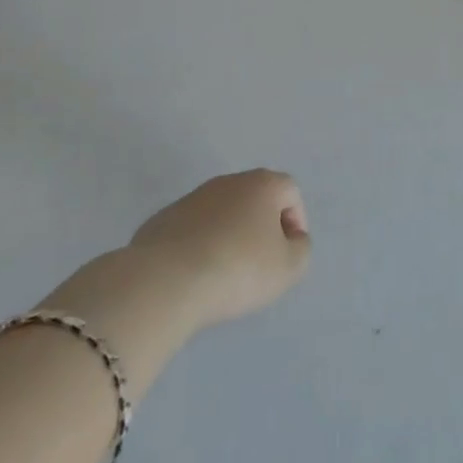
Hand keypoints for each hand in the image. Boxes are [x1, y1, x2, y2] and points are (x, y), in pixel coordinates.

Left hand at [45, 170, 310, 350]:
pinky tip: (194, 274)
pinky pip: (191, 229)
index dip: (295, 221)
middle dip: (261, 226)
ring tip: (224, 273)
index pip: (290, 192)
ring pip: (221, 213)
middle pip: (255, 198)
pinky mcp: (162, 219)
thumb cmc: (238, 269)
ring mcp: (192, 198)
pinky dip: (198, 245)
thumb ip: (301, 249)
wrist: (165, 281)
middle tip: (259, 263)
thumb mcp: (288, 268)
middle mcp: (228, 181)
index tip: (288, 254)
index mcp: (262, 184)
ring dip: (228, 235)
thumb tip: (292, 240)